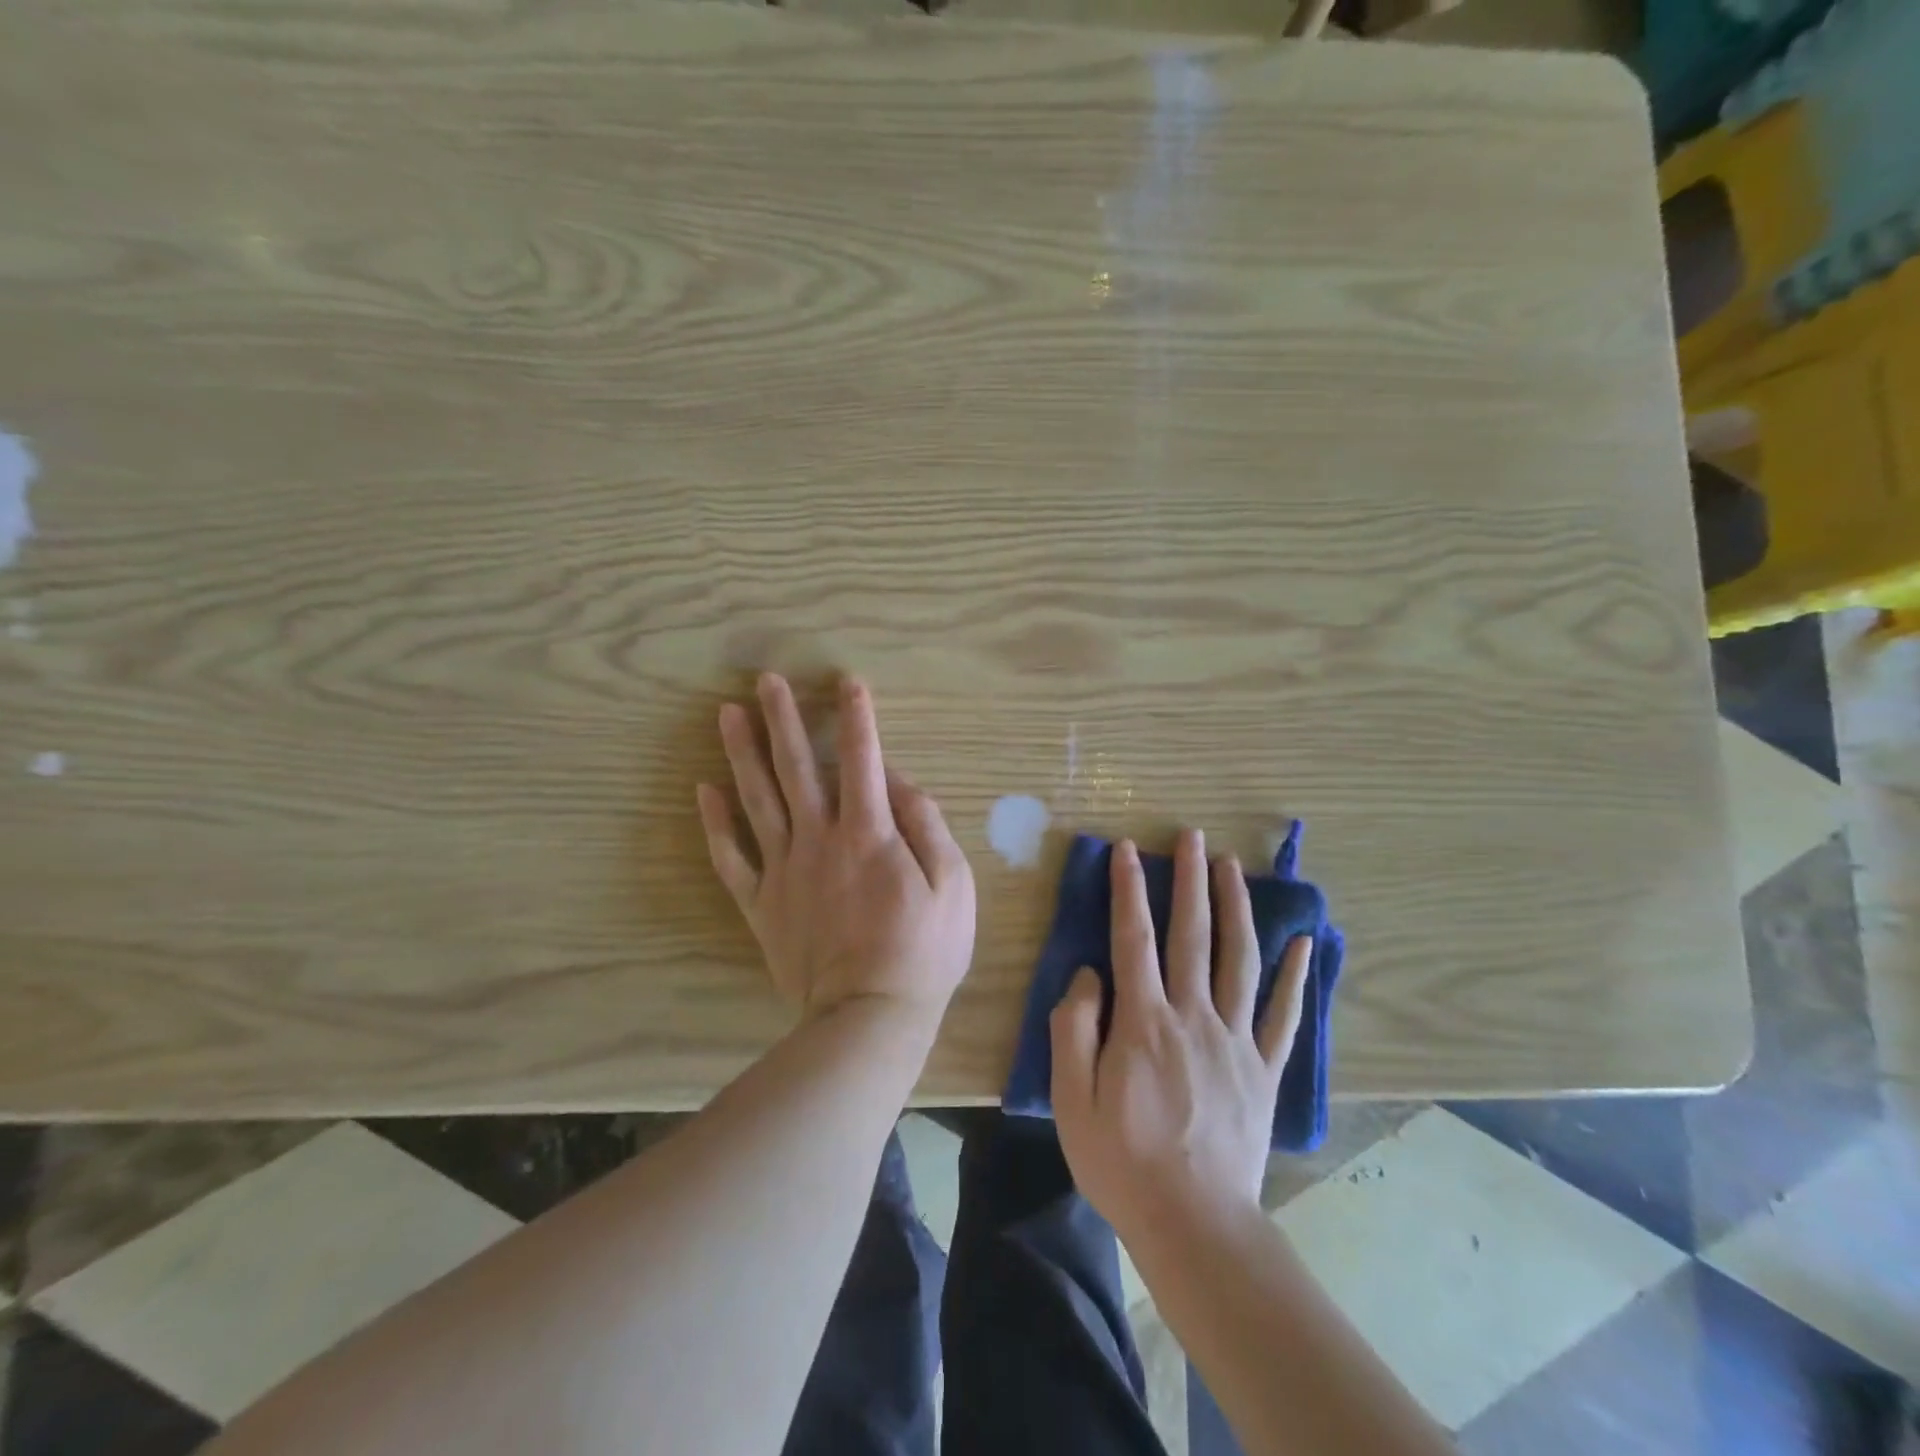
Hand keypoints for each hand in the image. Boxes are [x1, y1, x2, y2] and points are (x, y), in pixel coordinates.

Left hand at [697, 673, 976, 1040]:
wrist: (868, 1015)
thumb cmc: (923, 950)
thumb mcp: (952, 883)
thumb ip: (925, 824)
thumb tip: (897, 781)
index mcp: (869, 832)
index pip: (863, 758)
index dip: (857, 716)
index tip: (847, 681)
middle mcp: (819, 838)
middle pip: (797, 767)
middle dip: (783, 718)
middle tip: (766, 680)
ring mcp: (784, 869)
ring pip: (757, 799)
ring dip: (741, 753)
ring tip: (727, 714)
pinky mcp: (760, 902)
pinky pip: (730, 857)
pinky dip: (715, 823)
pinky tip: (704, 791)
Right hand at [1051, 831, 1310, 1243]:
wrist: (1196, 1225)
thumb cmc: (1123, 1161)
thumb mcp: (1072, 1098)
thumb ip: (1075, 1027)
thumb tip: (1089, 974)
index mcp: (1144, 1021)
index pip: (1133, 938)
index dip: (1128, 889)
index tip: (1127, 849)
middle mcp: (1194, 1016)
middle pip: (1192, 934)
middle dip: (1190, 879)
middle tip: (1192, 835)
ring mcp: (1236, 1041)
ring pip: (1239, 959)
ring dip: (1236, 907)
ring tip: (1233, 867)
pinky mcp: (1264, 1070)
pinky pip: (1283, 1016)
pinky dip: (1295, 978)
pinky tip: (1302, 944)